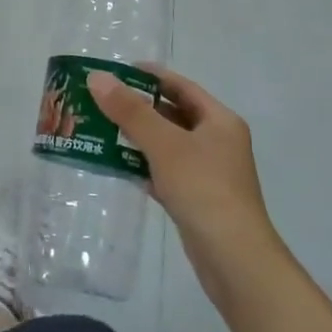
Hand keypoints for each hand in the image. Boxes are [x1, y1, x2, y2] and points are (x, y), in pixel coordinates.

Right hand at [88, 66, 287, 298]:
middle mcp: (218, 142)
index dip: (150, 76)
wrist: (234, 259)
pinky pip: (166, 172)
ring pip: (168, 145)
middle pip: (173, 114)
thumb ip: (130, 111)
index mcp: (220, 121)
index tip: (116, 72)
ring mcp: (209, 173)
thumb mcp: (164, 144)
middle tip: (101, 101)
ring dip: (138, 137)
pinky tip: (119, 167)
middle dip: (138, 108)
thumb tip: (97, 77)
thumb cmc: (203, 189)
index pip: (181, 86)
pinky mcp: (198, 199)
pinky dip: (144, 166)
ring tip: (101, 130)